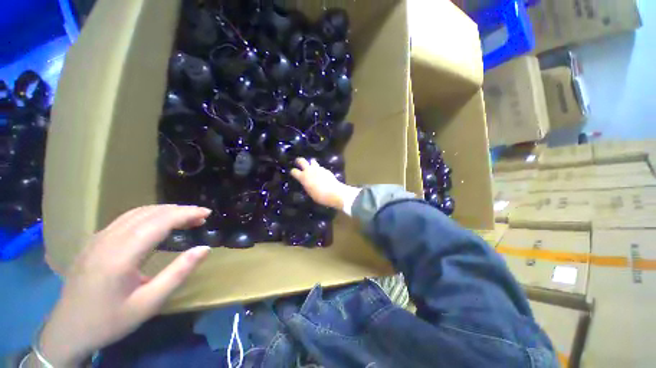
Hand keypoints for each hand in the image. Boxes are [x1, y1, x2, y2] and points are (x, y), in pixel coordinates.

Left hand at [38, 205, 211, 366]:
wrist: (68, 329)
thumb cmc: (110, 320)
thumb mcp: (149, 303)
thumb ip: (178, 273)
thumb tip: (204, 248)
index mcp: (121, 256)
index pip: (159, 222)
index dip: (186, 214)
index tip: (207, 214)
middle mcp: (108, 240)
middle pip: (149, 213)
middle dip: (180, 210)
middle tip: (201, 216)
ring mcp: (98, 238)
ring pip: (137, 212)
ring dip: (165, 211)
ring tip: (186, 217)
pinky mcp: (95, 240)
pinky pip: (126, 218)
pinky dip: (150, 215)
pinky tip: (159, 223)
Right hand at [291, 158, 356, 209]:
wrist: (333, 192)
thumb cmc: (319, 196)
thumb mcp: (309, 192)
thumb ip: (307, 185)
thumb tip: (307, 183)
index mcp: (303, 177)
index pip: (294, 171)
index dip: (293, 171)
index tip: (293, 172)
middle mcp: (309, 170)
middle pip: (301, 160)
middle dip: (299, 160)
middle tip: (298, 162)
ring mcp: (318, 168)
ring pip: (312, 161)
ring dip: (311, 163)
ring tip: (312, 166)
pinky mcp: (325, 169)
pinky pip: (320, 167)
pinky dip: (319, 169)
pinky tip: (321, 173)